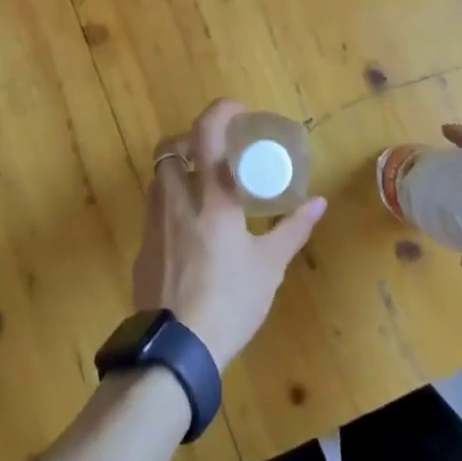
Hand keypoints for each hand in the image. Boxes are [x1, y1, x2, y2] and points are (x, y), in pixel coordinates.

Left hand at [131, 99, 325, 369]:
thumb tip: (318, 203)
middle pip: (170, 148)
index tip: (239, 110)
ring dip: (180, 171)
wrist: (175, 349)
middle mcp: (177, 200)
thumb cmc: (229, 302)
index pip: (207, 134)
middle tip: (216, 150)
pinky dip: (172, 204)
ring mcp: (154, 223)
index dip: (220, 111)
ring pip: (159, 177)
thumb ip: (293, 229)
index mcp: (212, 198)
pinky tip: (191, 230)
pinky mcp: (142, 247)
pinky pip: (155, 209)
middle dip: (191, 139)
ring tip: (205, 188)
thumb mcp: (269, 266)